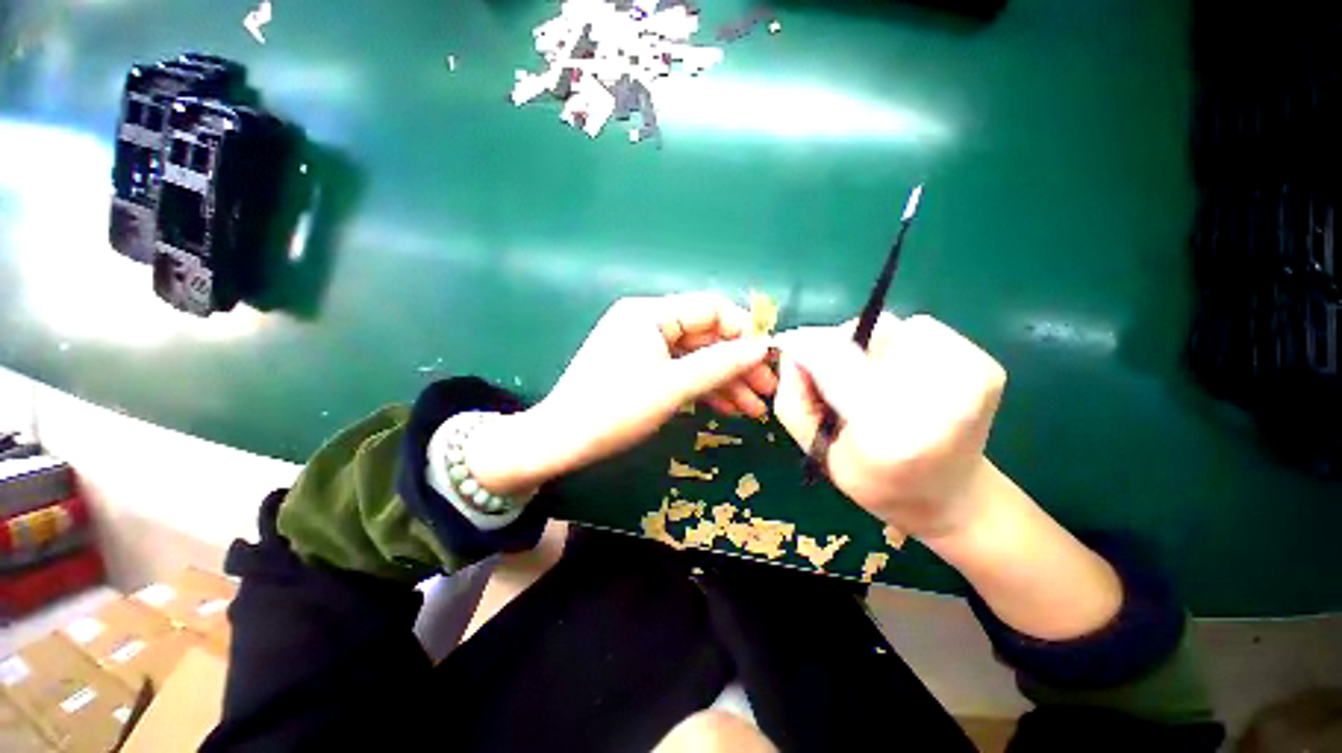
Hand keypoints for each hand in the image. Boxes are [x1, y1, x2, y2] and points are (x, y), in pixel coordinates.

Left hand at [469, 293, 775, 493]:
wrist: (561, 441)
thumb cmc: (615, 409)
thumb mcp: (673, 386)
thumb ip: (720, 364)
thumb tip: (762, 347)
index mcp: (650, 313)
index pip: (710, 309)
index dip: (743, 331)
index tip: (768, 359)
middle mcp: (648, 322)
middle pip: (706, 336)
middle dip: (737, 364)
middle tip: (767, 392)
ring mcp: (645, 346)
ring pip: (696, 357)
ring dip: (725, 381)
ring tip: (754, 410)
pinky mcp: (643, 368)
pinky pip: (680, 371)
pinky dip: (703, 388)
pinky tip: (728, 408)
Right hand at [773, 313, 1005, 539]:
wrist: (954, 498)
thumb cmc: (876, 481)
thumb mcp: (817, 451)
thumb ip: (793, 399)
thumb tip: (793, 351)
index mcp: (889, 435)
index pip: (835, 365)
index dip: (807, 347)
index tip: (789, 344)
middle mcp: (938, 400)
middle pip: (862, 338)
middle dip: (836, 351)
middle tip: (836, 380)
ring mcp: (969, 379)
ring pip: (889, 328)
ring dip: (868, 348)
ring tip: (873, 383)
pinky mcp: (984, 366)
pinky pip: (919, 329)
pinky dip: (900, 345)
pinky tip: (904, 378)